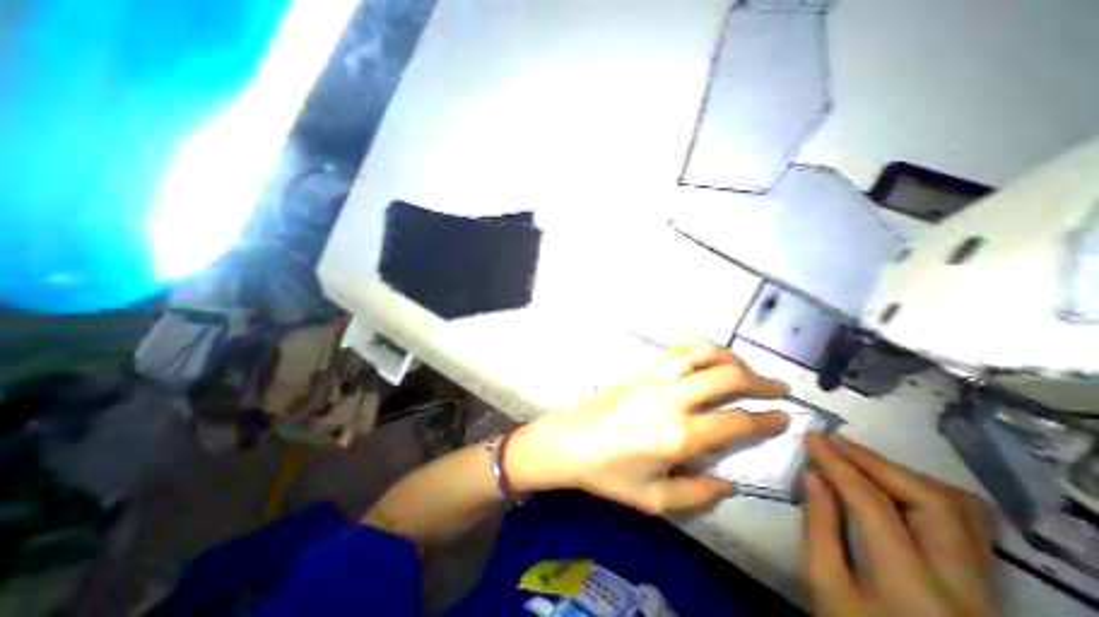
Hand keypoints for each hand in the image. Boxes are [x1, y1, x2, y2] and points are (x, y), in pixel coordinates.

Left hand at [507, 342, 790, 515]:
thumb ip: (697, 493)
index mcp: (678, 435)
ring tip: (745, 369)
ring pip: (700, 353)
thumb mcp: (654, 499)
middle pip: (725, 377)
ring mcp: (654, 379)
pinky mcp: (641, 371)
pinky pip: (676, 351)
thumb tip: (728, 482)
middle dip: (759, 381)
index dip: (766, 418)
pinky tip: (708, 359)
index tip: (786, 417)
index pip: (735, 421)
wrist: (569, 440)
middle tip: (777, 388)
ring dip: (729, 357)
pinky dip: (700, 350)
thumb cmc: (608, 474)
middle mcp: (671, 399)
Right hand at [805, 433, 1001, 616]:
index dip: (838, 464)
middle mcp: (965, 585)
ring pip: (960, 510)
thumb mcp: (825, 585)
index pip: (873, 503)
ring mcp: (986, 587)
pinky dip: (922, 493)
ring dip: (902, 475)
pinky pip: (963, 524)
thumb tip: (812, 475)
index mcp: (914, 587)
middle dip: (877, 463)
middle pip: (933, 502)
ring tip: (859, 460)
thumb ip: (819, 526)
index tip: (811, 437)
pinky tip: (890, 485)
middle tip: (836, 443)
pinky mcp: (986, 586)